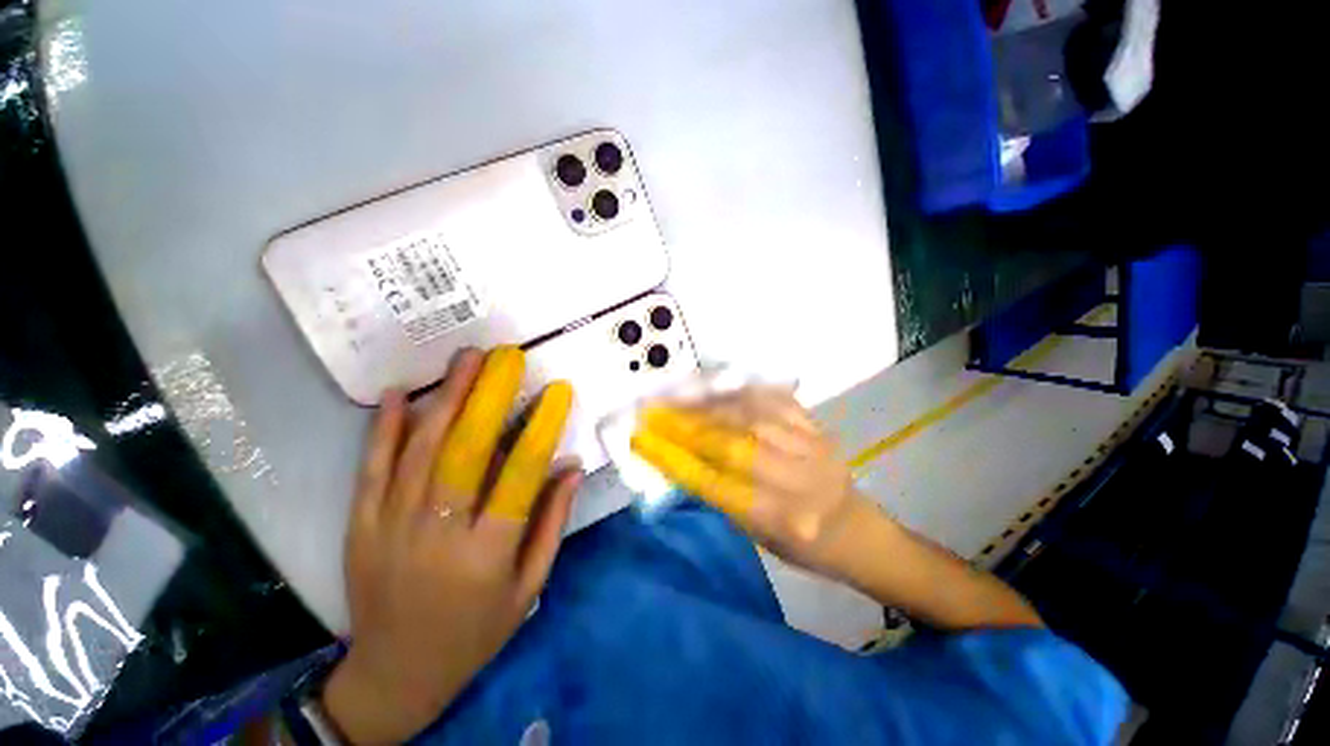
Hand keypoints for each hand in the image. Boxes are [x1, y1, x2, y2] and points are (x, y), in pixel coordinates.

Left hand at [322, 347, 581, 744]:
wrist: (395, 674)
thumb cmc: (475, 632)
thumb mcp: (528, 586)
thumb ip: (551, 523)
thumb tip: (572, 467)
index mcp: (486, 554)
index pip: (520, 477)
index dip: (542, 429)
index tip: (558, 391)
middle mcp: (438, 534)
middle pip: (463, 453)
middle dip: (486, 397)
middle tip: (504, 357)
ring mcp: (391, 528)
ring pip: (419, 452)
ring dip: (445, 399)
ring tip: (465, 360)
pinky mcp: (360, 527)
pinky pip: (372, 470)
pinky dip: (385, 429)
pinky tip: (401, 394)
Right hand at [630, 386, 859, 574]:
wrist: (856, 531)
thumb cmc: (802, 545)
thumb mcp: (755, 535)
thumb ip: (719, 492)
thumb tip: (678, 455)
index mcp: (781, 519)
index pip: (714, 483)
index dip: (672, 458)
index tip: (642, 439)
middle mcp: (799, 481)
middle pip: (733, 444)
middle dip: (686, 426)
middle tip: (654, 413)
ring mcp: (813, 447)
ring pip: (751, 415)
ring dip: (709, 406)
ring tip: (679, 400)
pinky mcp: (817, 426)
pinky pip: (774, 399)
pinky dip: (740, 392)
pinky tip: (717, 389)